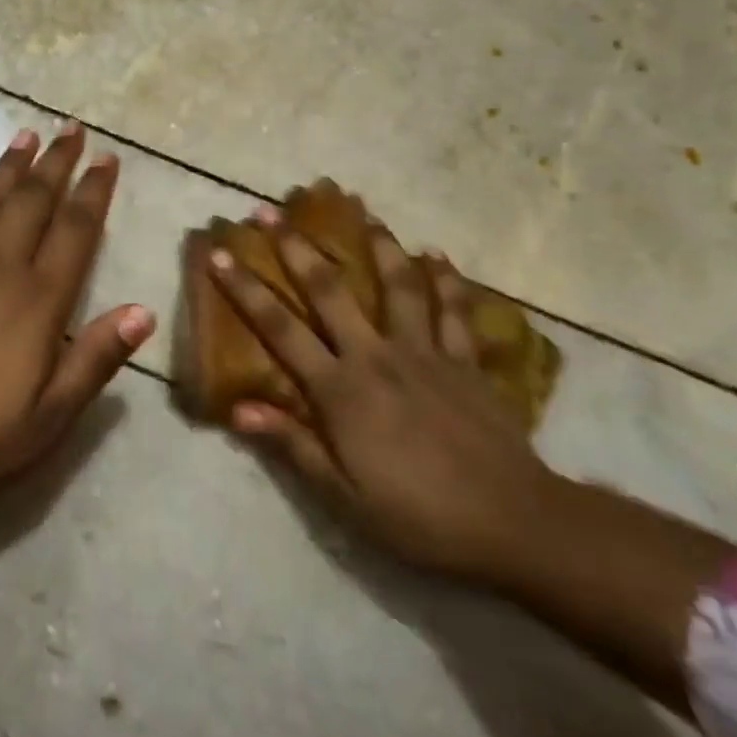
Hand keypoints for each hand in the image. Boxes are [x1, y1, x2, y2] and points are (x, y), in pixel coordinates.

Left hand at [0, 124, 154, 507]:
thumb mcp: (50, 417)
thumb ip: (97, 359)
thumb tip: (145, 311)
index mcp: (38, 300)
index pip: (76, 230)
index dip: (94, 191)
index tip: (107, 158)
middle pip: (33, 200)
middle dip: (56, 161)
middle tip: (71, 127)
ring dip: (9, 165)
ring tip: (26, 135)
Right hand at [209, 209, 558, 583]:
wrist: (515, 525)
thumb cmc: (420, 517)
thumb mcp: (345, 498)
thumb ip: (293, 446)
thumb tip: (239, 409)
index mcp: (341, 389)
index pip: (280, 330)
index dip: (245, 290)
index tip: (220, 254)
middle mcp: (377, 356)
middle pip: (329, 290)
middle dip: (296, 247)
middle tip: (273, 211)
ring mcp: (425, 352)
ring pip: (398, 285)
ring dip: (378, 246)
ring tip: (365, 214)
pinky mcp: (466, 361)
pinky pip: (454, 311)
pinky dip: (446, 281)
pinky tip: (437, 256)